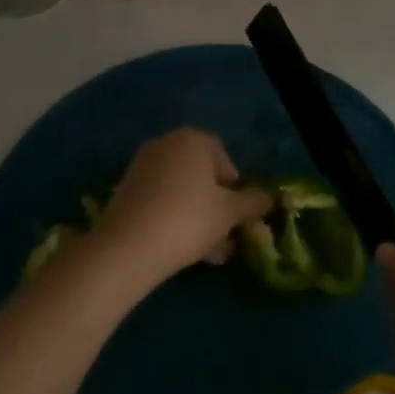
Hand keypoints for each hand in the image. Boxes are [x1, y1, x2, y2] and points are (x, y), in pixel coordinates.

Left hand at [95, 129, 272, 284]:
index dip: (234, 187)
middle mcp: (166, 144)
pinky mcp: (125, 190)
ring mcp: (142, 166)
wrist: (127, 246)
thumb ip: (253, 202)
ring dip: (198, 217)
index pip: (223, 157)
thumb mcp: (229, 213)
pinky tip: (183, 251)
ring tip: (209, 254)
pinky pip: (160, 201)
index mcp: (193, 139)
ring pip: (181, 192)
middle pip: (201, 175)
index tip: (237, 214)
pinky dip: (173, 219)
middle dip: (216, 206)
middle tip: (226, 237)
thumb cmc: (188, 219)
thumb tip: (269, 198)